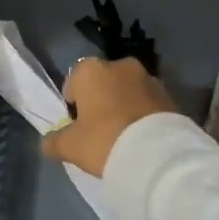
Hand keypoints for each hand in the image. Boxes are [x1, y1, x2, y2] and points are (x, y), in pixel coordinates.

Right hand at [41, 56, 181, 177]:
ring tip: (123, 136)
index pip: (74, 80)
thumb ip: (54, 141)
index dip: (73, 101)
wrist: (158, 154)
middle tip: (99, 129)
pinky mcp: (170, 96)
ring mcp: (149, 78)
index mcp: (92, 70)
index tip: (76, 123)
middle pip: (103, 83)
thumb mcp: (70, 147)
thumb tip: (48, 142)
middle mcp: (121, 65)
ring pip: (128, 91)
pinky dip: (143, 115)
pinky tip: (141, 137)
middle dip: (100, 100)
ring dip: (124, 105)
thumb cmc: (104, 141)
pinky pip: (148, 103)